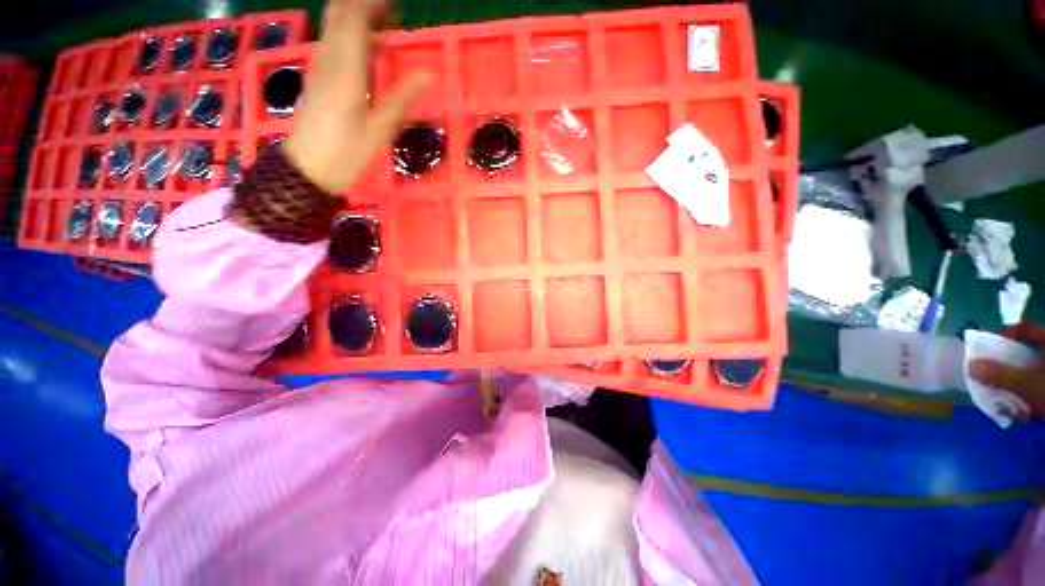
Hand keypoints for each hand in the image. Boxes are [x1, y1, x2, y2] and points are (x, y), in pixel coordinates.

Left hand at [284, 0, 432, 193]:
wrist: (307, 171)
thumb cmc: (346, 154)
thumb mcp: (380, 130)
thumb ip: (403, 98)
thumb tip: (430, 74)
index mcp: (346, 70)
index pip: (354, 18)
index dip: (372, 3)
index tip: (395, 3)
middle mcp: (329, 60)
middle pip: (339, 15)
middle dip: (363, 5)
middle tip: (390, 9)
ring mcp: (320, 69)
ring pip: (334, 28)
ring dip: (356, 18)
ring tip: (385, 23)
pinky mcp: (317, 80)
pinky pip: (333, 46)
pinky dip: (350, 37)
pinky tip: (368, 50)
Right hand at [969, 323, 1044, 415]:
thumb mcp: (1028, 384)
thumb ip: (1000, 375)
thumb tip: (970, 366)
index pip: (1023, 329)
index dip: (1005, 337)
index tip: (991, 353)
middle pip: (1028, 353)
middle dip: (1011, 369)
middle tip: (998, 383)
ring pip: (1035, 372)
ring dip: (1021, 386)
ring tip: (1015, 404)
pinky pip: (1041, 385)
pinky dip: (1034, 397)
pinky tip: (1031, 412)